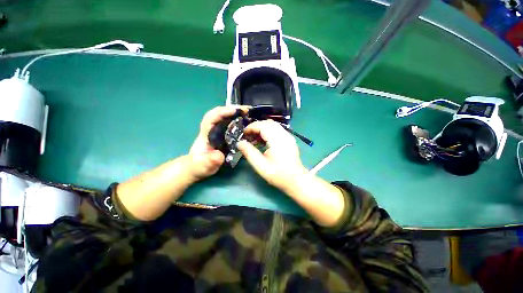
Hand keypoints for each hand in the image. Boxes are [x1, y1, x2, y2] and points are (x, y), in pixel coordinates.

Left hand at [189, 106, 248, 180]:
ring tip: (251, 115)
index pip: (211, 118)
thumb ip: (208, 162)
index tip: (235, 111)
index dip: (222, 112)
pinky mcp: (225, 136)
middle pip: (221, 114)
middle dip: (234, 109)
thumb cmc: (199, 167)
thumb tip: (219, 155)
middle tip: (248, 110)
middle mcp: (213, 130)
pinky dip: (241, 122)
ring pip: (228, 119)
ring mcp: (219, 132)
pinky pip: (233, 126)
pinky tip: (249, 124)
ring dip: (239, 115)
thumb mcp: (202, 167)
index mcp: (206, 135)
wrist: (199, 168)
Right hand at [237, 120, 307, 189]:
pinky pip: (277, 130)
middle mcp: (285, 135)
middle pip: (268, 123)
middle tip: (248, 135)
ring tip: (254, 138)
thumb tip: (240, 143)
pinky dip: (268, 131)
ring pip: (273, 125)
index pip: (263, 126)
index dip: (252, 127)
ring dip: (262, 128)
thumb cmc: (279, 175)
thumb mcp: (261, 166)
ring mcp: (288, 136)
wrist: (297, 180)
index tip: (244, 133)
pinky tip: (264, 140)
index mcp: (278, 141)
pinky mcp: (289, 139)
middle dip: (256, 126)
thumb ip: (249, 153)